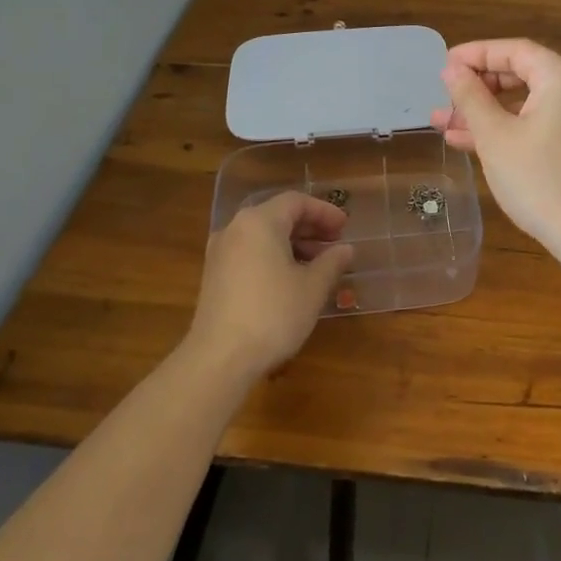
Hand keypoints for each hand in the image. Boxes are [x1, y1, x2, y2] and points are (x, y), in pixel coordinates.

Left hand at [186, 192, 354, 380]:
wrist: (220, 358)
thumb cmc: (273, 314)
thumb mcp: (312, 288)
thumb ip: (332, 262)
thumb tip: (345, 249)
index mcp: (259, 222)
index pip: (296, 202)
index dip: (324, 212)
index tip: (345, 227)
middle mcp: (235, 228)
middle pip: (277, 215)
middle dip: (309, 227)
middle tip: (335, 243)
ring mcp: (220, 252)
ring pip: (263, 236)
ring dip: (293, 244)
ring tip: (318, 265)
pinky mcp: (214, 275)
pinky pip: (250, 253)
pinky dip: (273, 257)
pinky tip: (291, 280)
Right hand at [429, 38, 560, 252]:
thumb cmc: (539, 179)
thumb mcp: (495, 136)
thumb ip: (470, 97)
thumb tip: (452, 69)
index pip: (514, 50)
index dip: (476, 54)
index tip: (443, 65)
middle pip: (522, 74)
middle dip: (478, 88)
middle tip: (444, 98)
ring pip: (527, 103)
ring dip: (486, 112)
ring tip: (443, 124)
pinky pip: (539, 123)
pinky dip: (508, 129)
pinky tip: (471, 143)